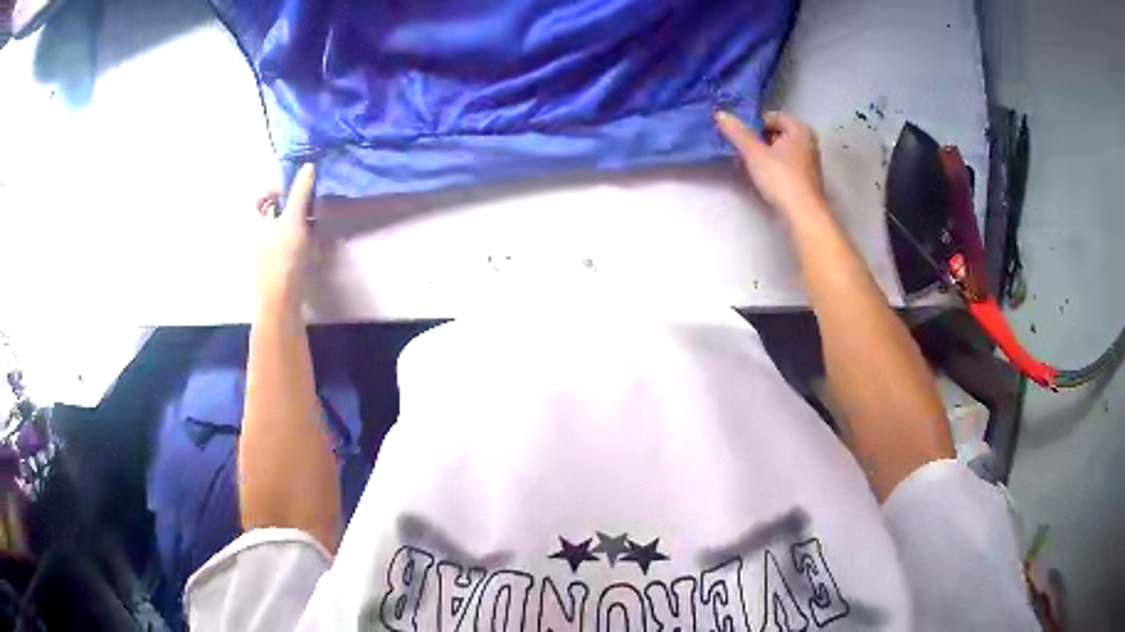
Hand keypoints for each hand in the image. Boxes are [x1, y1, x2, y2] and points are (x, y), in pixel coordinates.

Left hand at [256, 163, 316, 309]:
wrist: (281, 301)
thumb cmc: (284, 257)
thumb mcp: (294, 219)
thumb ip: (300, 192)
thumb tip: (308, 165)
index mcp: (259, 220)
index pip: (261, 196)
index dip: (275, 189)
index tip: (294, 189)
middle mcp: (261, 233)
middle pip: (275, 211)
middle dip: (294, 205)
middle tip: (311, 204)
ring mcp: (271, 251)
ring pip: (286, 229)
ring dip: (302, 224)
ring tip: (317, 225)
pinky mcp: (281, 266)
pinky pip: (292, 246)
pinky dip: (304, 242)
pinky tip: (317, 247)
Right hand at [715, 111, 827, 221]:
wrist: (803, 215)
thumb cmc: (781, 179)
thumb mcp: (754, 153)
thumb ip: (737, 133)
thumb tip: (720, 114)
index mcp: (799, 129)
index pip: (770, 117)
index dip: (753, 125)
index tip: (739, 138)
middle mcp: (807, 142)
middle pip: (775, 134)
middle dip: (756, 141)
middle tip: (740, 151)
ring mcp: (809, 162)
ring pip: (779, 151)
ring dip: (762, 155)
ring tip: (747, 165)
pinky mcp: (805, 179)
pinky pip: (785, 165)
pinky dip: (772, 167)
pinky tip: (761, 178)